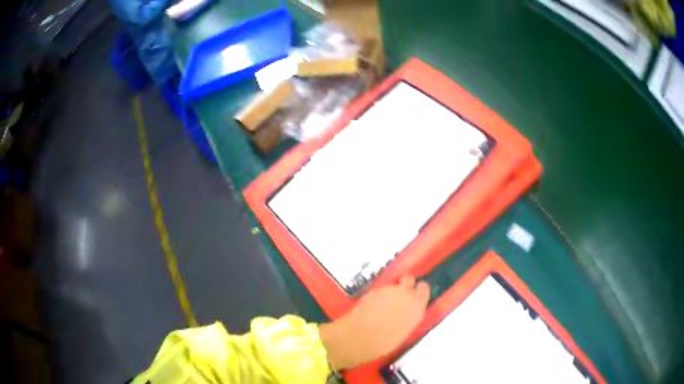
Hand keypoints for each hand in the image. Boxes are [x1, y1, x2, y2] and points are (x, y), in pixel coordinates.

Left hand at [319, 276, 429, 369]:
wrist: (360, 337)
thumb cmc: (383, 342)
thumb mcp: (404, 332)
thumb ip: (408, 318)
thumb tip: (406, 316)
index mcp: (417, 307)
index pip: (424, 289)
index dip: (419, 291)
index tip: (416, 294)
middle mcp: (405, 295)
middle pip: (409, 279)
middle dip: (406, 284)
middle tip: (401, 294)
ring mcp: (388, 290)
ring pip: (393, 284)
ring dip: (391, 291)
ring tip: (384, 303)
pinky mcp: (373, 290)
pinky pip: (379, 289)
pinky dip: (378, 295)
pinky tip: (372, 305)